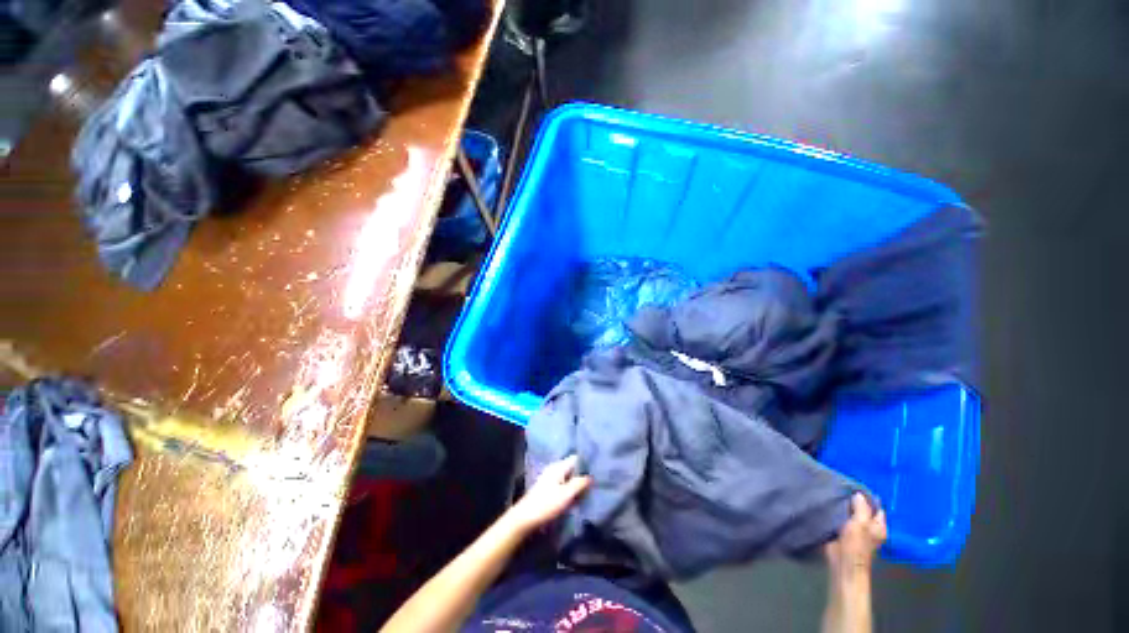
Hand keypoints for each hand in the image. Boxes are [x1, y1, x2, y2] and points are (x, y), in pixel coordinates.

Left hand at [506, 455, 591, 533]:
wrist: (525, 519)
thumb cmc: (546, 504)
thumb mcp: (566, 494)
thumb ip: (579, 483)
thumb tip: (591, 476)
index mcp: (558, 467)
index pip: (576, 459)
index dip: (586, 463)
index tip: (598, 470)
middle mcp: (554, 470)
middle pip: (572, 468)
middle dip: (582, 475)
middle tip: (596, 483)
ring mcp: (550, 480)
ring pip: (568, 478)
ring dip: (577, 484)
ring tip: (589, 491)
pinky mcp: (548, 490)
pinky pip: (564, 486)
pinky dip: (570, 490)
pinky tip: (577, 498)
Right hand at [825, 493, 886, 582]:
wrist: (842, 562)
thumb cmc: (856, 544)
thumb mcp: (861, 523)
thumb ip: (861, 508)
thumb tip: (858, 494)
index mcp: (879, 526)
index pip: (876, 507)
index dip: (867, 498)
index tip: (854, 487)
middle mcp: (869, 527)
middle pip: (862, 509)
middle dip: (853, 501)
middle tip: (841, 489)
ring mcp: (856, 530)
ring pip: (850, 513)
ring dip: (844, 507)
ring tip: (833, 494)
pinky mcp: (843, 532)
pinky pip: (841, 518)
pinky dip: (836, 513)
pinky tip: (829, 505)